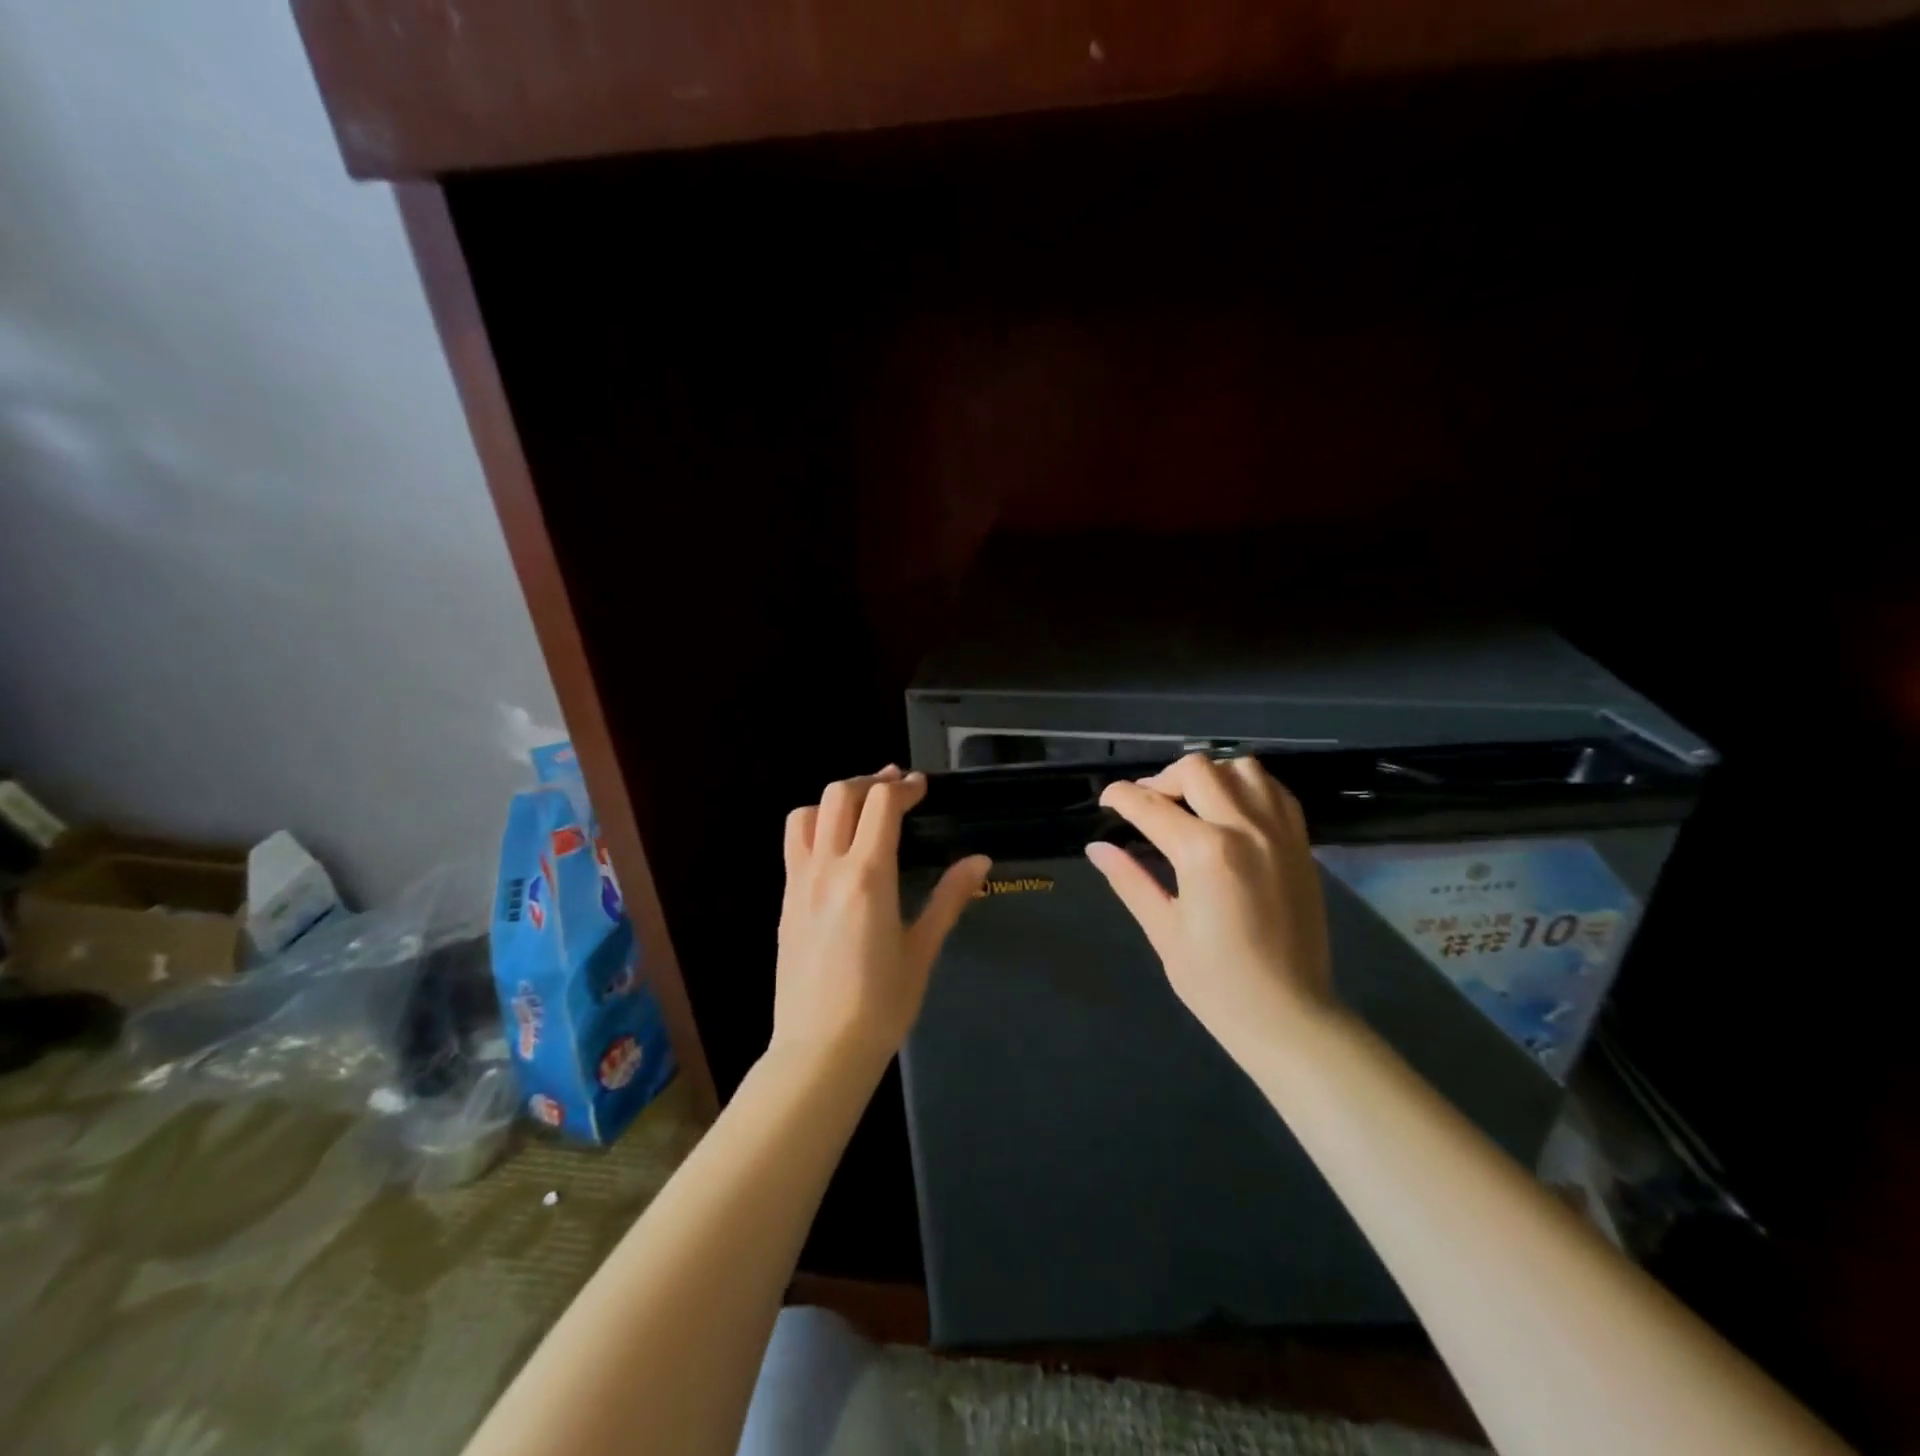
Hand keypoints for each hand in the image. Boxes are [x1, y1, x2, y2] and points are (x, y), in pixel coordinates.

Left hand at [773, 766, 991, 1064]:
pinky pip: (794, 844)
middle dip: (870, 782)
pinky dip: (816, 826)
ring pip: (806, 814)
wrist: (819, 1050)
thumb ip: (949, 898)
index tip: (923, 788)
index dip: (904, 787)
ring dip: (835, 800)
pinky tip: (838, 849)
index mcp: (868, 877)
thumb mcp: (923, 950)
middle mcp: (827, 868)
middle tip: (897, 790)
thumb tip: (980, 860)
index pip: (881, 804)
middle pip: (839, 795)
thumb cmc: (881, 1005)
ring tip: (861, 811)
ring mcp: (799, 882)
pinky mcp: (785, 900)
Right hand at [1086, 753, 1333, 1055]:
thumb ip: (1130, 880)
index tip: (1106, 802)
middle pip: (1196, 770)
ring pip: (1241, 768)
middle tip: (1148, 807)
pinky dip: (1247, 787)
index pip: (1150, 805)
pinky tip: (1231, 811)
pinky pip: (1275, 791)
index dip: (1120, 797)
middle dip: (1162, 780)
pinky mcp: (1301, 844)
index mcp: (1204, 853)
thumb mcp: (1164, 931)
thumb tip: (1097, 848)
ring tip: (1193, 803)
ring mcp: (1278, 833)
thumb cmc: (1216, 983)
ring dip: (1209, 776)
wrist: (1289, 1016)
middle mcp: (1244, 829)